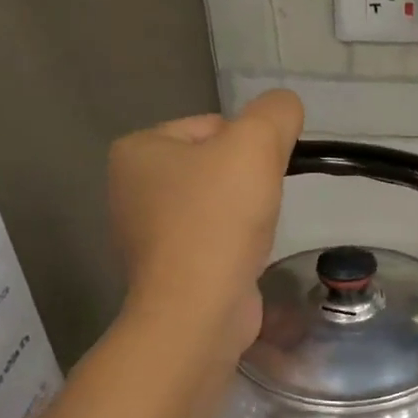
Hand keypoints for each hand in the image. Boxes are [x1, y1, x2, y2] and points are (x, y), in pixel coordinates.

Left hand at [108, 90, 303, 358]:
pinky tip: (244, 258)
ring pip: (217, 204)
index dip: (250, 146)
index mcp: (138, 149)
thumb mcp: (256, 144)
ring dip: (245, 214)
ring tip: (253, 234)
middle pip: (215, 165)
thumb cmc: (219, 219)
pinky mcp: (169, 269)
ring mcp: (147, 233)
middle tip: (261, 205)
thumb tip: (286, 108)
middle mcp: (132, 188)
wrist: (199, 309)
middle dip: (247, 181)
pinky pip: (212, 240)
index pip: (213, 126)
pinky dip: (234, 245)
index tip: (262, 175)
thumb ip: (276, 113)